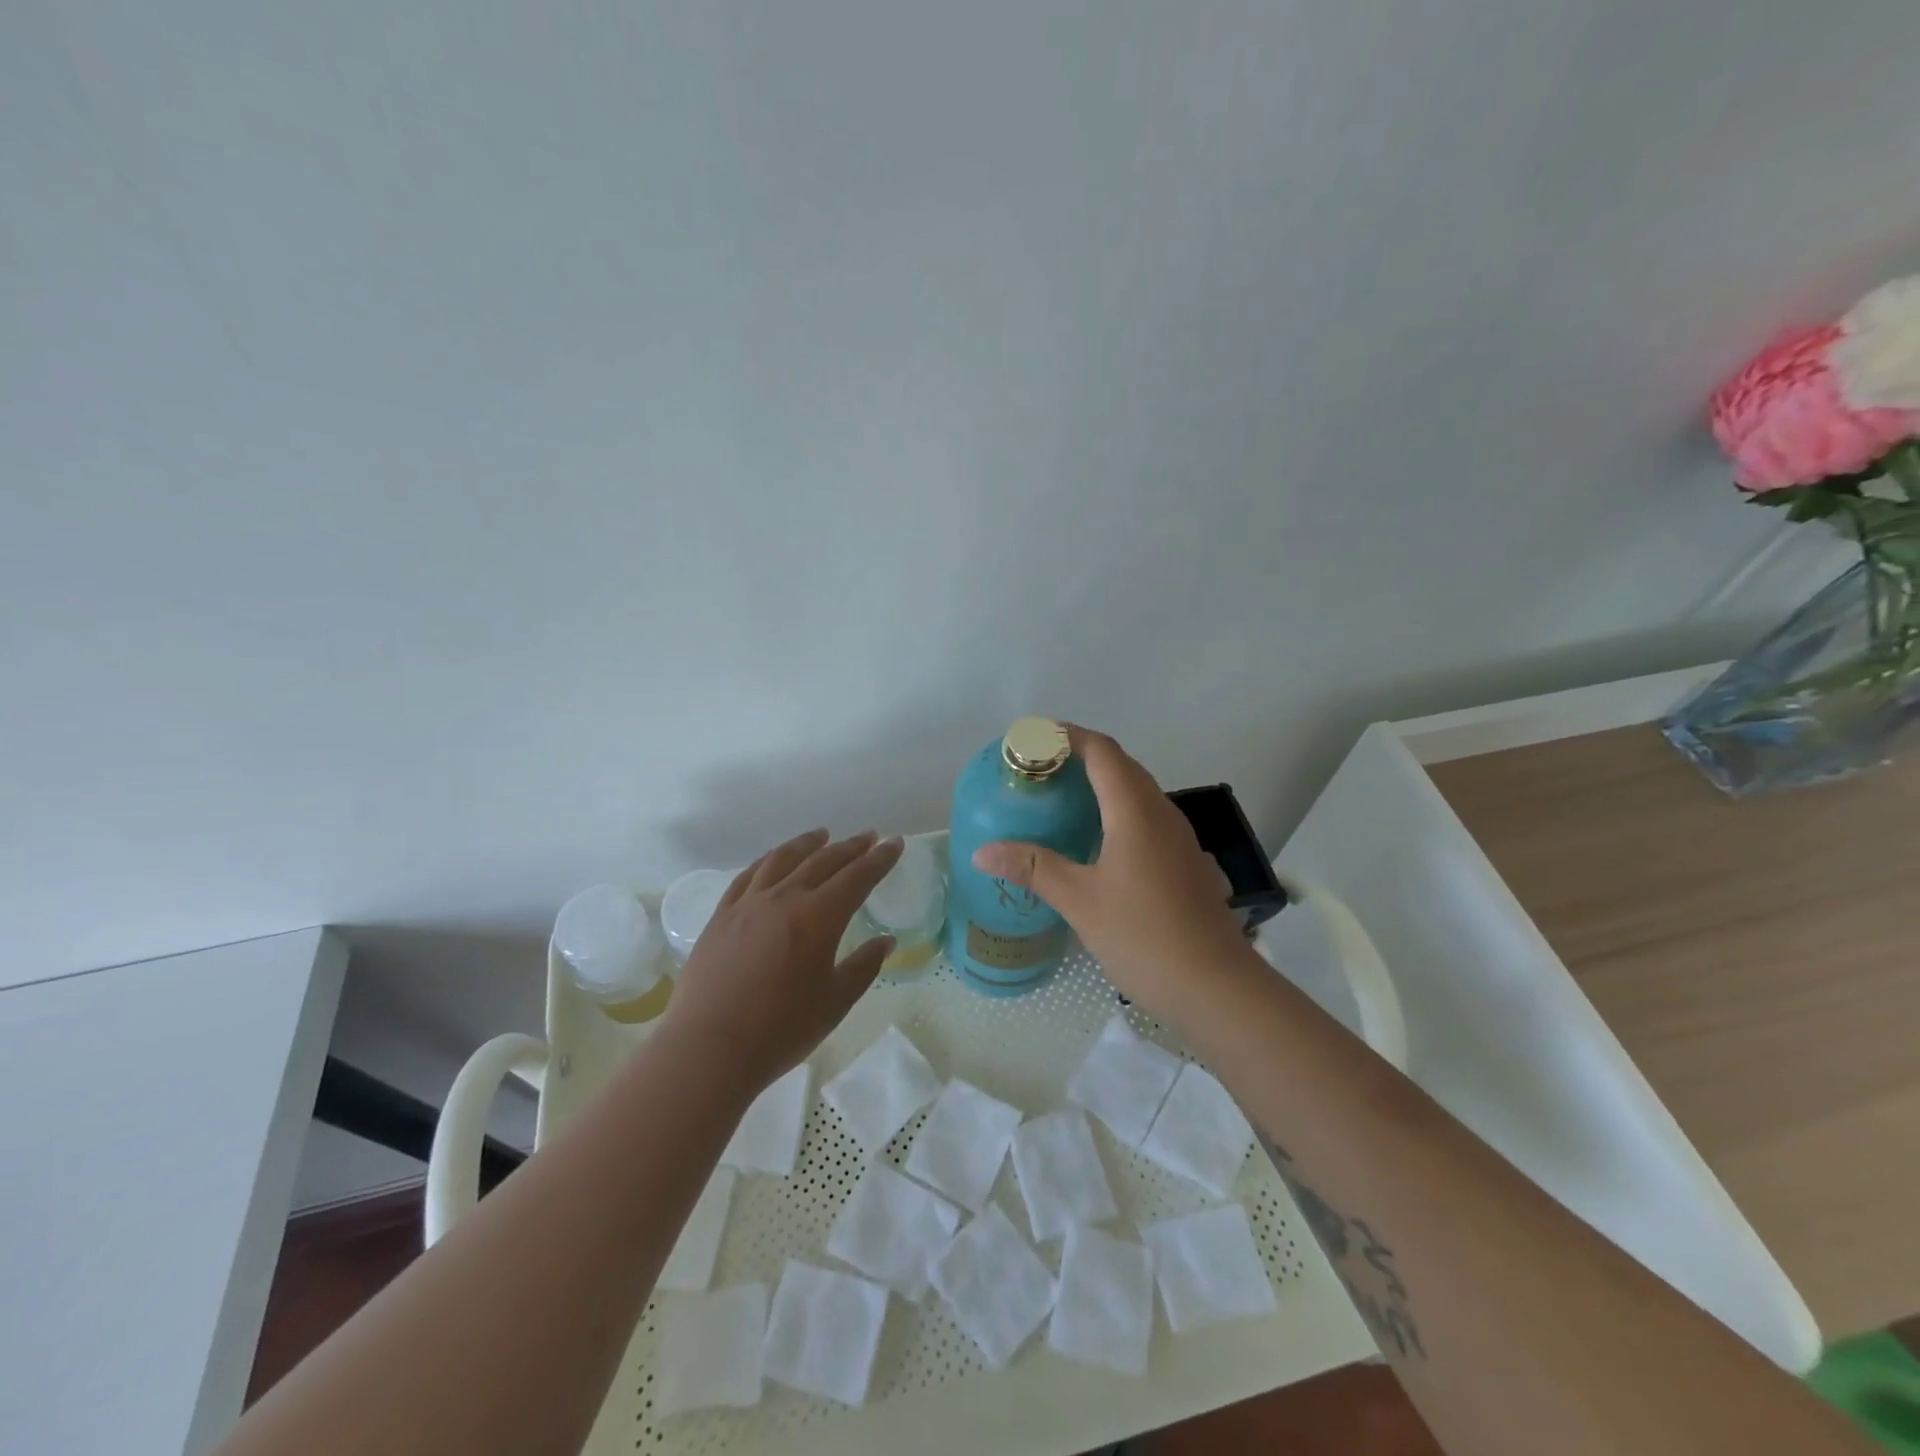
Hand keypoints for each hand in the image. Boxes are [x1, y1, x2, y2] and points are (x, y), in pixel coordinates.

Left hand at [662, 828, 903, 1090]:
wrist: (708, 1049)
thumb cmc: (780, 1030)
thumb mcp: (835, 1003)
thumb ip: (863, 967)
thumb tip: (885, 942)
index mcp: (819, 917)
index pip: (857, 877)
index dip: (879, 859)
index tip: (895, 843)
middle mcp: (785, 898)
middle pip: (823, 861)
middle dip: (850, 847)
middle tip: (869, 837)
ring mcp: (748, 904)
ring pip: (783, 859)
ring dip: (808, 844)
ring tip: (822, 835)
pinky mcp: (721, 916)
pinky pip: (748, 875)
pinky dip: (768, 860)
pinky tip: (773, 860)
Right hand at [971, 728, 1257, 1029]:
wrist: (1217, 987)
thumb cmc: (1144, 936)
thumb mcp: (1080, 901)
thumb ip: (1032, 868)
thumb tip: (983, 851)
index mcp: (1136, 811)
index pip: (1102, 752)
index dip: (1069, 736)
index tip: (1034, 738)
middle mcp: (1162, 813)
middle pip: (1122, 766)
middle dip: (1082, 757)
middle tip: (1041, 769)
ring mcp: (1180, 839)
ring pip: (1138, 793)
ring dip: (1103, 784)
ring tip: (1064, 800)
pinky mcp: (1186, 862)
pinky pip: (1148, 819)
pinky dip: (1119, 812)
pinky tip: (1099, 843)